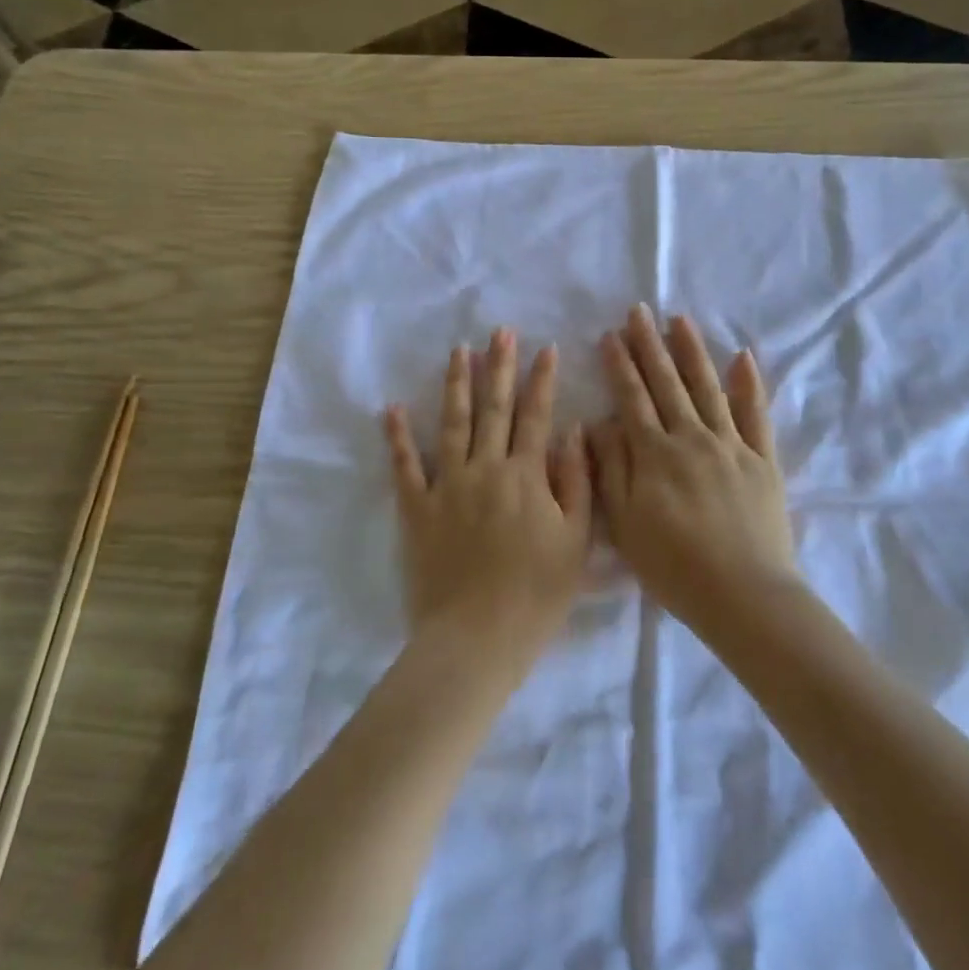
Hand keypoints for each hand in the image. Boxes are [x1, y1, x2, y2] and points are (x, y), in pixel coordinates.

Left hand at [385, 329, 591, 652]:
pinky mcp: (416, 508)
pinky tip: (392, 409)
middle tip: (500, 332)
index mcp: (526, 476)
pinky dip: (398, 437)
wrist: (477, 637)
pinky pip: (405, 466)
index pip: (536, 416)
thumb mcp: (576, 541)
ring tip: (459, 351)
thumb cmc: (536, 593)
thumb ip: (577, 482)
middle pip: (493, 408)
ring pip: (452, 424)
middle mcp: (485, 469)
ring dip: (456, 385)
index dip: (542, 381)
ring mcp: (447, 486)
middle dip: (499, 367)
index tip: (546, 348)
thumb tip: (573, 432)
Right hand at [588, 307, 796, 630]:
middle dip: (650, 345)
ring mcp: (732, 445)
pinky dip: (749, 384)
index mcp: (655, 454)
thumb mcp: (626, 524)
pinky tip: (743, 357)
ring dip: (693, 352)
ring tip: (681, 320)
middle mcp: (693, 438)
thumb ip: (611, 469)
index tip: (610, 334)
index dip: (620, 365)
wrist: (744, 594)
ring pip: (708, 388)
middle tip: (639, 311)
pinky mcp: (763, 460)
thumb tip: (599, 422)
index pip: (632, 398)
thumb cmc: (674, 566)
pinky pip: (756, 414)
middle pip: (668, 383)